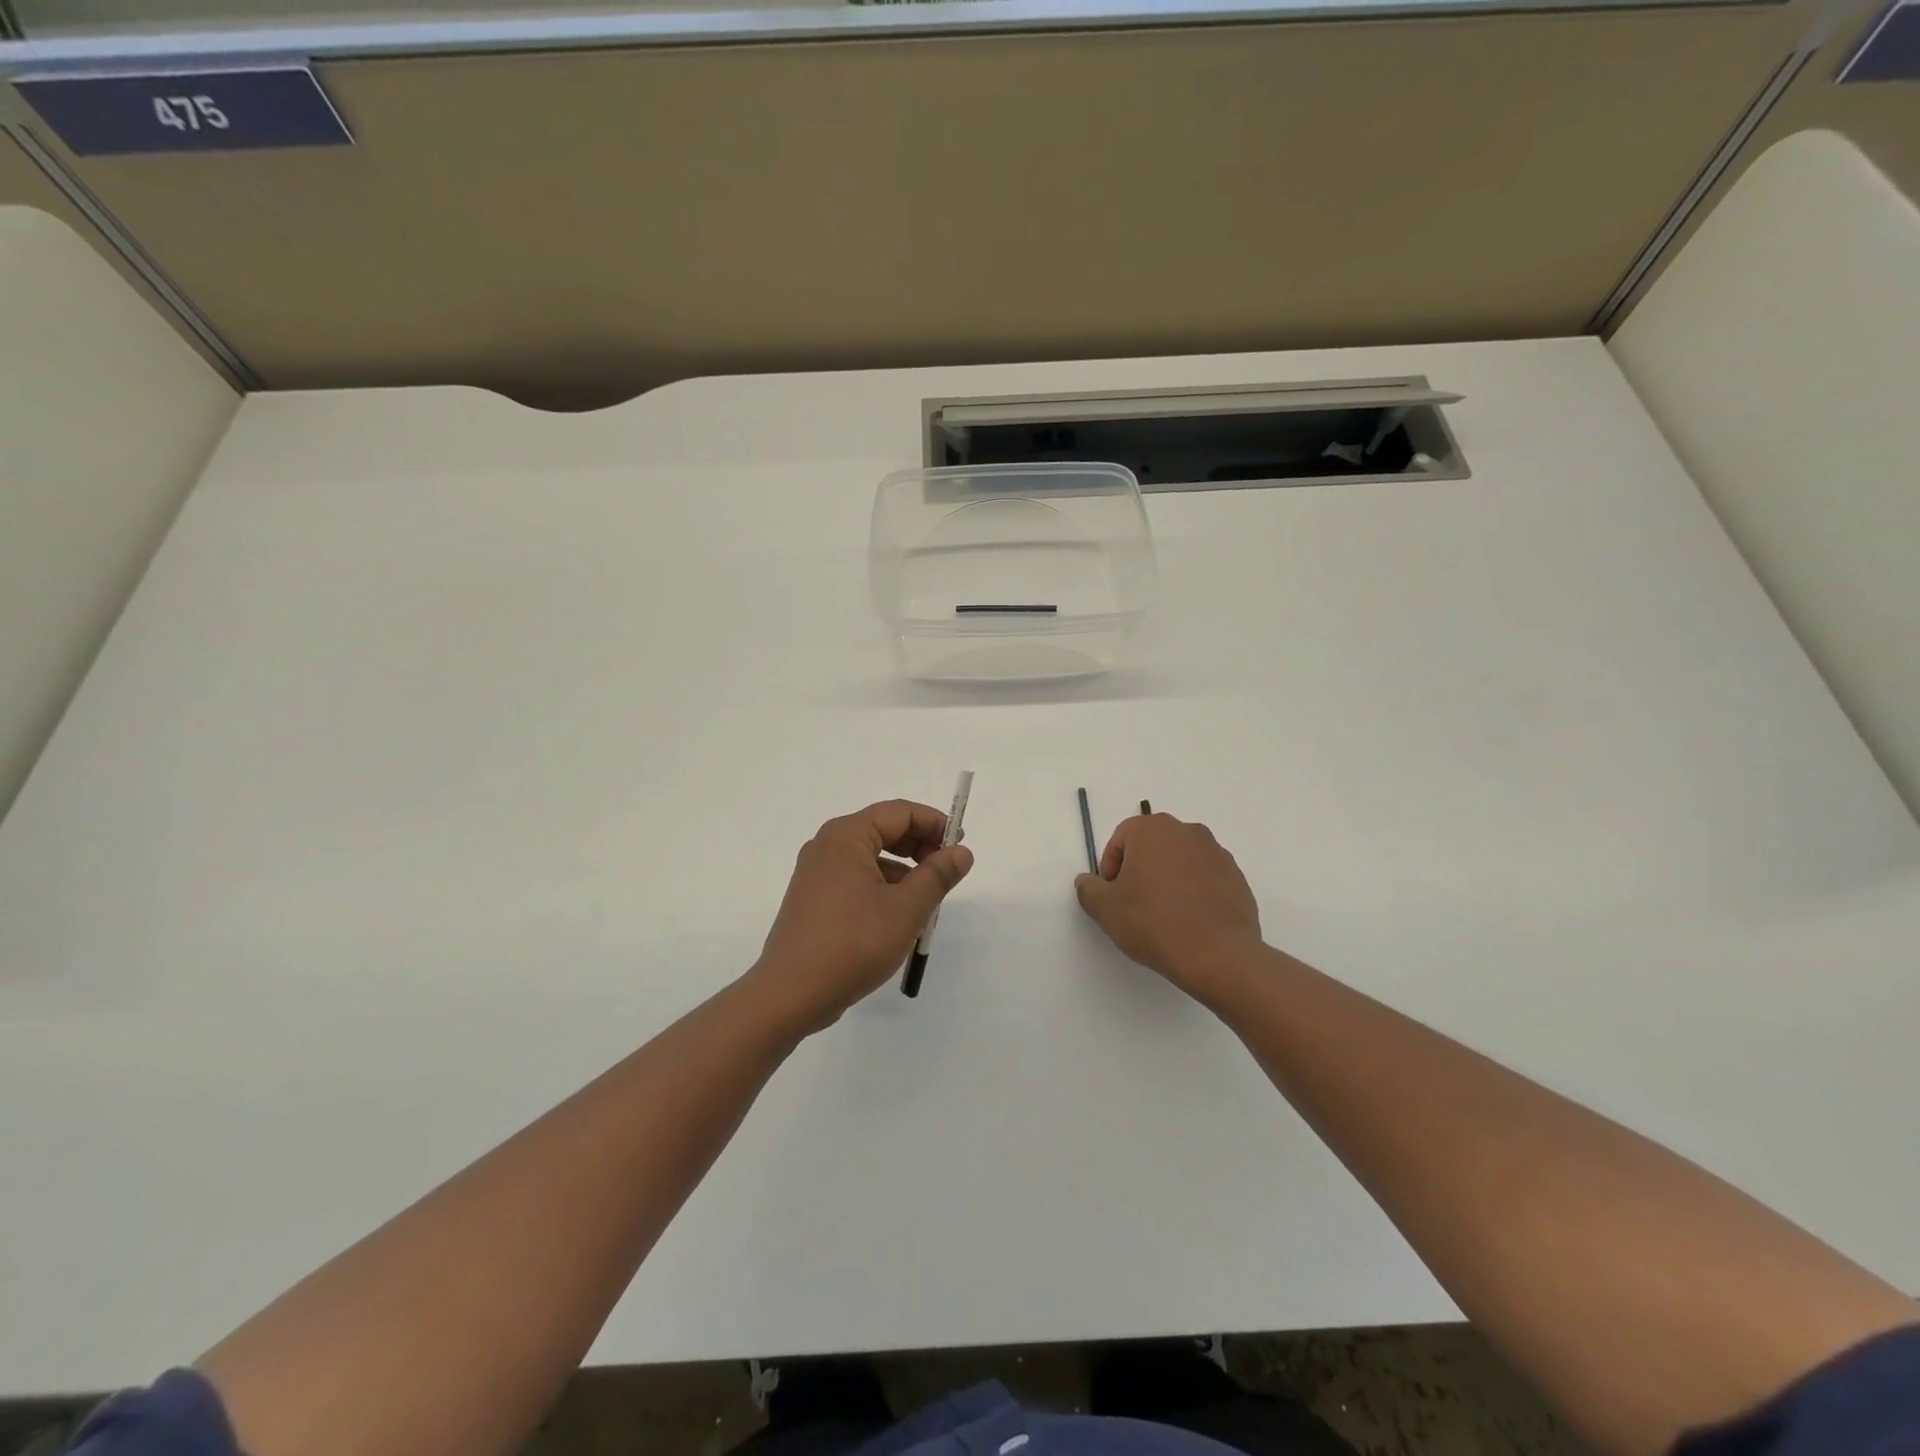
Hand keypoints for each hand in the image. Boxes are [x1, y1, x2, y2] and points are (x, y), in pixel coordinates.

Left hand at [750, 800, 973, 1032]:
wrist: (790, 995)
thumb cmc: (853, 943)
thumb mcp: (906, 909)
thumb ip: (937, 875)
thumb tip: (961, 852)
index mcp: (846, 836)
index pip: (900, 812)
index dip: (934, 823)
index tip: (960, 847)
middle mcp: (827, 846)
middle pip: (884, 830)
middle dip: (920, 846)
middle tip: (947, 872)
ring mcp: (816, 874)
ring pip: (871, 857)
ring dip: (904, 872)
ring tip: (927, 903)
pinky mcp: (814, 900)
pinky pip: (856, 879)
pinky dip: (882, 888)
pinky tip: (898, 919)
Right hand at [1074, 811, 1265, 1006]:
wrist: (1218, 956)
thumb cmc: (1153, 923)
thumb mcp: (1105, 909)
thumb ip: (1088, 889)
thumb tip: (1088, 881)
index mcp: (1153, 830)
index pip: (1121, 839)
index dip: (1110, 867)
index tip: (1113, 896)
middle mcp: (1187, 831)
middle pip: (1152, 846)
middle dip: (1139, 870)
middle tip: (1134, 904)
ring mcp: (1217, 853)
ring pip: (1180, 861)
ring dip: (1167, 880)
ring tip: (1163, 916)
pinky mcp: (1236, 877)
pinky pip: (1205, 878)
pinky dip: (1193, 892)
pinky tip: (1189, 922)